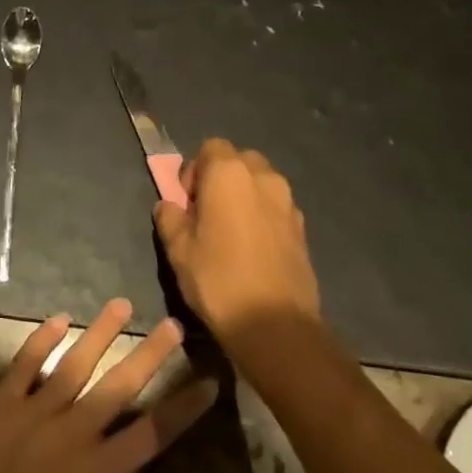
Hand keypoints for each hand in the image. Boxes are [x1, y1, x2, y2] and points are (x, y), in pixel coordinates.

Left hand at [0, 299, 217, 472]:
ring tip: (121, 304)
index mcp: (103, 468)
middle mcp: (76, 430)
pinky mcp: (1, 405)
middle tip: (173, 323)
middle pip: (121, 383)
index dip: (186, 405)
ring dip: (101, 332)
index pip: (155, 429)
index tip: (209, 380)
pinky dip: (41, 340)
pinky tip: (59, 319)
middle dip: (151, 352)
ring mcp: (36, 412)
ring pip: (75, 363)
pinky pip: (25, 364)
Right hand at [153, 140, 322, 348]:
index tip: (187, 202)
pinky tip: (252, 249)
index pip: (210, 147)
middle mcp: (263, 178)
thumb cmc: (218, 280)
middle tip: (206, 212)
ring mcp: (288, 202)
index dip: (194, 170)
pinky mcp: (302, 227)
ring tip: (230, 232)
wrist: (275, 324)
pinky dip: (262, 215)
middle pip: (239, 160)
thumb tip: (169, 205)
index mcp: (229, 174)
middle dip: (221, 178)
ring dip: (244, 195)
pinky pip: (276, 207)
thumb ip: (170, 218)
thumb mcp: (178, 250)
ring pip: (261, 182)